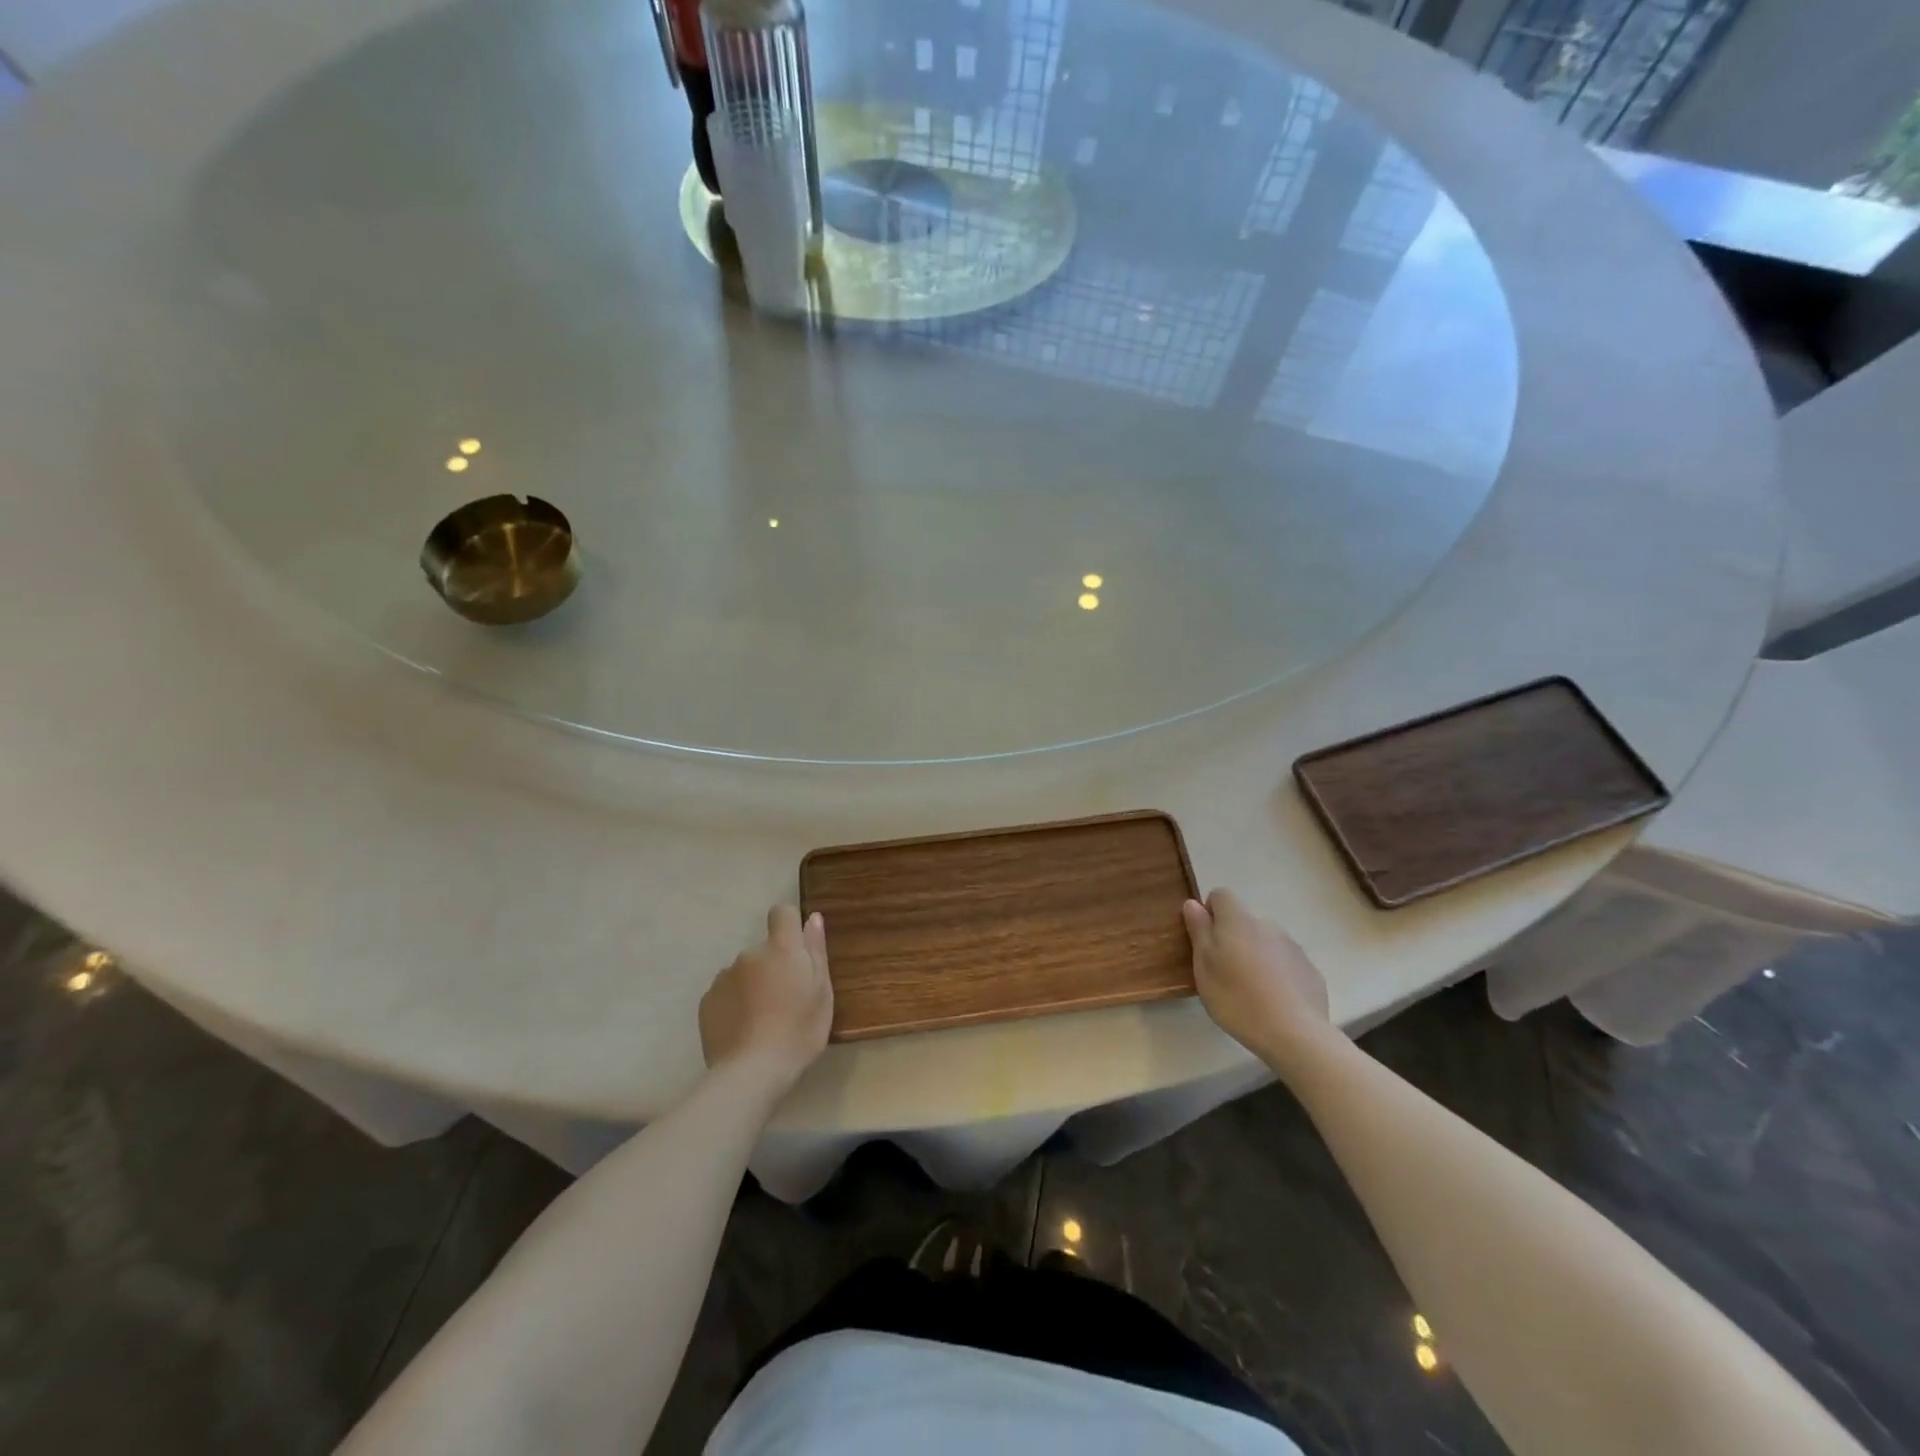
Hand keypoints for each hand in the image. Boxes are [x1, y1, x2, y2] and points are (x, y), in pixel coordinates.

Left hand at [699, 906, 832, 1097]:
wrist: (751, 1073)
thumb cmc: (799, 1031)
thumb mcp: (822, 992)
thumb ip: (816, 951)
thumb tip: (812, 918)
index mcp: (781, 948)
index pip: (781, 913)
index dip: (789, 925)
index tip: (797, 950)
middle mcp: (749, 954)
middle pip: (764, 949)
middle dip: (773, 966)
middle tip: (786, 1000)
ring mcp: (724, 977)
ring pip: (744, 972)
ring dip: (753, 985)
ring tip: (763, 1020)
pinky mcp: (706, 1001)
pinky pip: (726, 993)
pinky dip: (735, 1003)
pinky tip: (744, 1029)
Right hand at [1182, 888, 1336, 1071]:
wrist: (1294, 1034)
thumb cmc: (1237, 997)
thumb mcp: (1203, 966)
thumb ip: (1198, 930)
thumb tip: (1193, 903)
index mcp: (1238, 920)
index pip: (1221, 895)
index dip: (1210, 913)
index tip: (1205, 941)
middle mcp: (1267, 925)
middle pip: (1243, 921)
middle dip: (1233, 938)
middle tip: (1224, 972)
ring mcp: (1293, 947)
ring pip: (1266, 942)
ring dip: (1255, 956)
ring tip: (1250, 991)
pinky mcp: (1310, 970)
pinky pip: (1286, 963)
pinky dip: (1277, 974)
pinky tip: (1274, 1002)